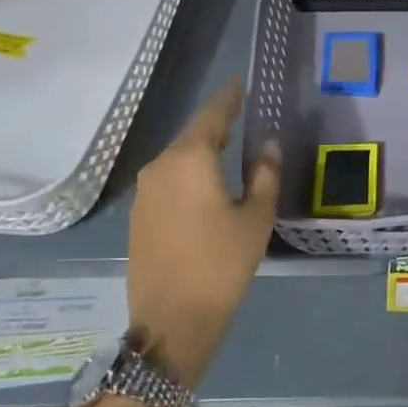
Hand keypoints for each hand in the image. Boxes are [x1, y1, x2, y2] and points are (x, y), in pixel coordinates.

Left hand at [126, 83, 280, 388]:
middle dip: (218, 125)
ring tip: (230, 150)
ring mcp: (144, 193)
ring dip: (203, 152)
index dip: (229, 98)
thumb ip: (265, 175)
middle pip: (193, 135)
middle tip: (244, 117)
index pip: (212, 114)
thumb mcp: (256, 218)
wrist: (171, 322)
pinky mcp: (139, 216)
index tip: (242, 84)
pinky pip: (169, 181)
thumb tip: (268, 146)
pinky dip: (190, 175)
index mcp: (190, 159)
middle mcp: (160, 167)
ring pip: (179, 159)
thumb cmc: (221, 264)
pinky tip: (207, 186)